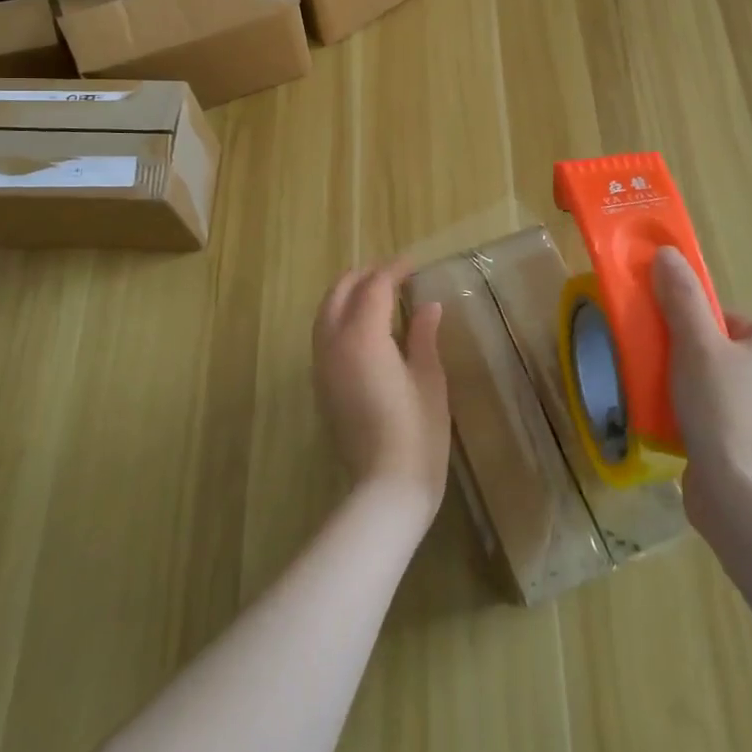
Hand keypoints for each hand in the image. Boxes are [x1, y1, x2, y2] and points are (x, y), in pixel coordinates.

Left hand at [312, 259, 449, 530]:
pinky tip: (362, 326)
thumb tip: (428, 306)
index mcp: (363, 337)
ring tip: (376, 293)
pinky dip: (339, 317)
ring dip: (347, 294)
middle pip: (340, 293)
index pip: (375, 287)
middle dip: (363, 276)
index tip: (413, 264)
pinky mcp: (321, 385)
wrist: (386, 487)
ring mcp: (323, 365)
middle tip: (393, 273)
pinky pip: (323, 335)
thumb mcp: (430, 378)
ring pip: (325, 313)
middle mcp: (334, 344)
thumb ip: (423, 335)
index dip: (394, 270)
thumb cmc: (418, 431)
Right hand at [652, 246, 751, 539]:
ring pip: (712, 384)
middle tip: (653, 364)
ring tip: (655, 395)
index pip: (724, 318)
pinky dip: (690, 416)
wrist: (742, 499)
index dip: (689, 321)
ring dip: (682, 387)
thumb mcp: (696, 343)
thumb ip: (681, 297)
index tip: (663, 336)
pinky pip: (714, 417)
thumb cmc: (723, 409)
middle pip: (715, 350)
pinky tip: (668, 425)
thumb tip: (667, 253)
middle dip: (681, 355)